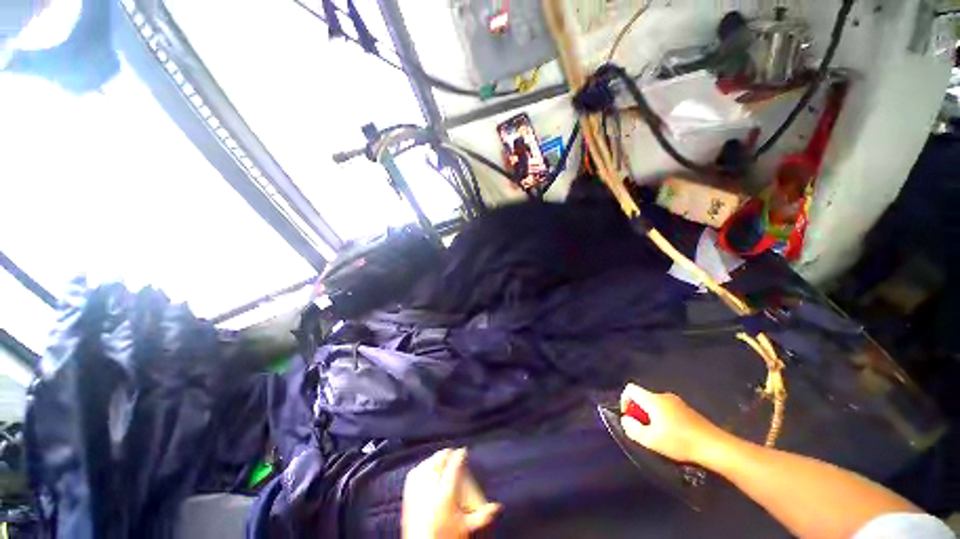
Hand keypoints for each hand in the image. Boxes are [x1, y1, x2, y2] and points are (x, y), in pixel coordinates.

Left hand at [402, 448, 500, 538]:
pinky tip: (424, 466)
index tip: (464, 450)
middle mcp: (431, 490)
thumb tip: (499, 507)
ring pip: (426, 466)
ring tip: (441, 456)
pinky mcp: (407, 497)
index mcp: (446, 495)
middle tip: (453, 451)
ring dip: (434, 458)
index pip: (454, 467)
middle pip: (439, 463)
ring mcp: (417, 493)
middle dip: (446, 454)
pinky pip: (413, 475)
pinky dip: (420, 467)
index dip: (460, 455)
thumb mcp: (466, 527)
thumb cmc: (446, 538)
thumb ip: (483, 516)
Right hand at [619, 383, 731, 465]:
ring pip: (655, 404)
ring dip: (651, 417)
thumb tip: (626, 419)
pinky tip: (673, 436)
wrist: (715, 446)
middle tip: (644, 431)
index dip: (624, 401)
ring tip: (659, 436)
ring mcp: (677, 402)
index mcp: (653, 399)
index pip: (630, 389)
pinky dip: (663, 419)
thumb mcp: (651, 440)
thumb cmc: (679, 442)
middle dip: (639, 412)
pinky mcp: (687, 410)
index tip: (630, 418)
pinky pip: (667, 409)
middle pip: (643, 397)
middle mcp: (663, 396)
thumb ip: (633, 428)